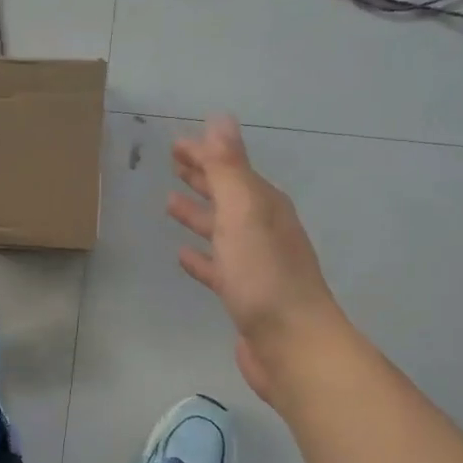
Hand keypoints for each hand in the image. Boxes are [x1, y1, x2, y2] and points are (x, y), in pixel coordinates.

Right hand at [169, 115, 342, 403]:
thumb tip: (220, 118)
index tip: (177, 144)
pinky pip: (217, 267)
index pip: (231, 169)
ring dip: (198, 214)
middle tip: (174, 162)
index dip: (205, 154)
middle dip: (203, 177)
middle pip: (228, 195)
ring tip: (170, 203)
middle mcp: (262, 229)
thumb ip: (229, 168)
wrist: (292, 344)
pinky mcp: (243, 295)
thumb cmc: (265, 276)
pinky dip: (201, 257)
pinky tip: (183, 256)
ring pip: (221, 229)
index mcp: (264, 206)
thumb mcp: (244, 213)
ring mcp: (255, 264)